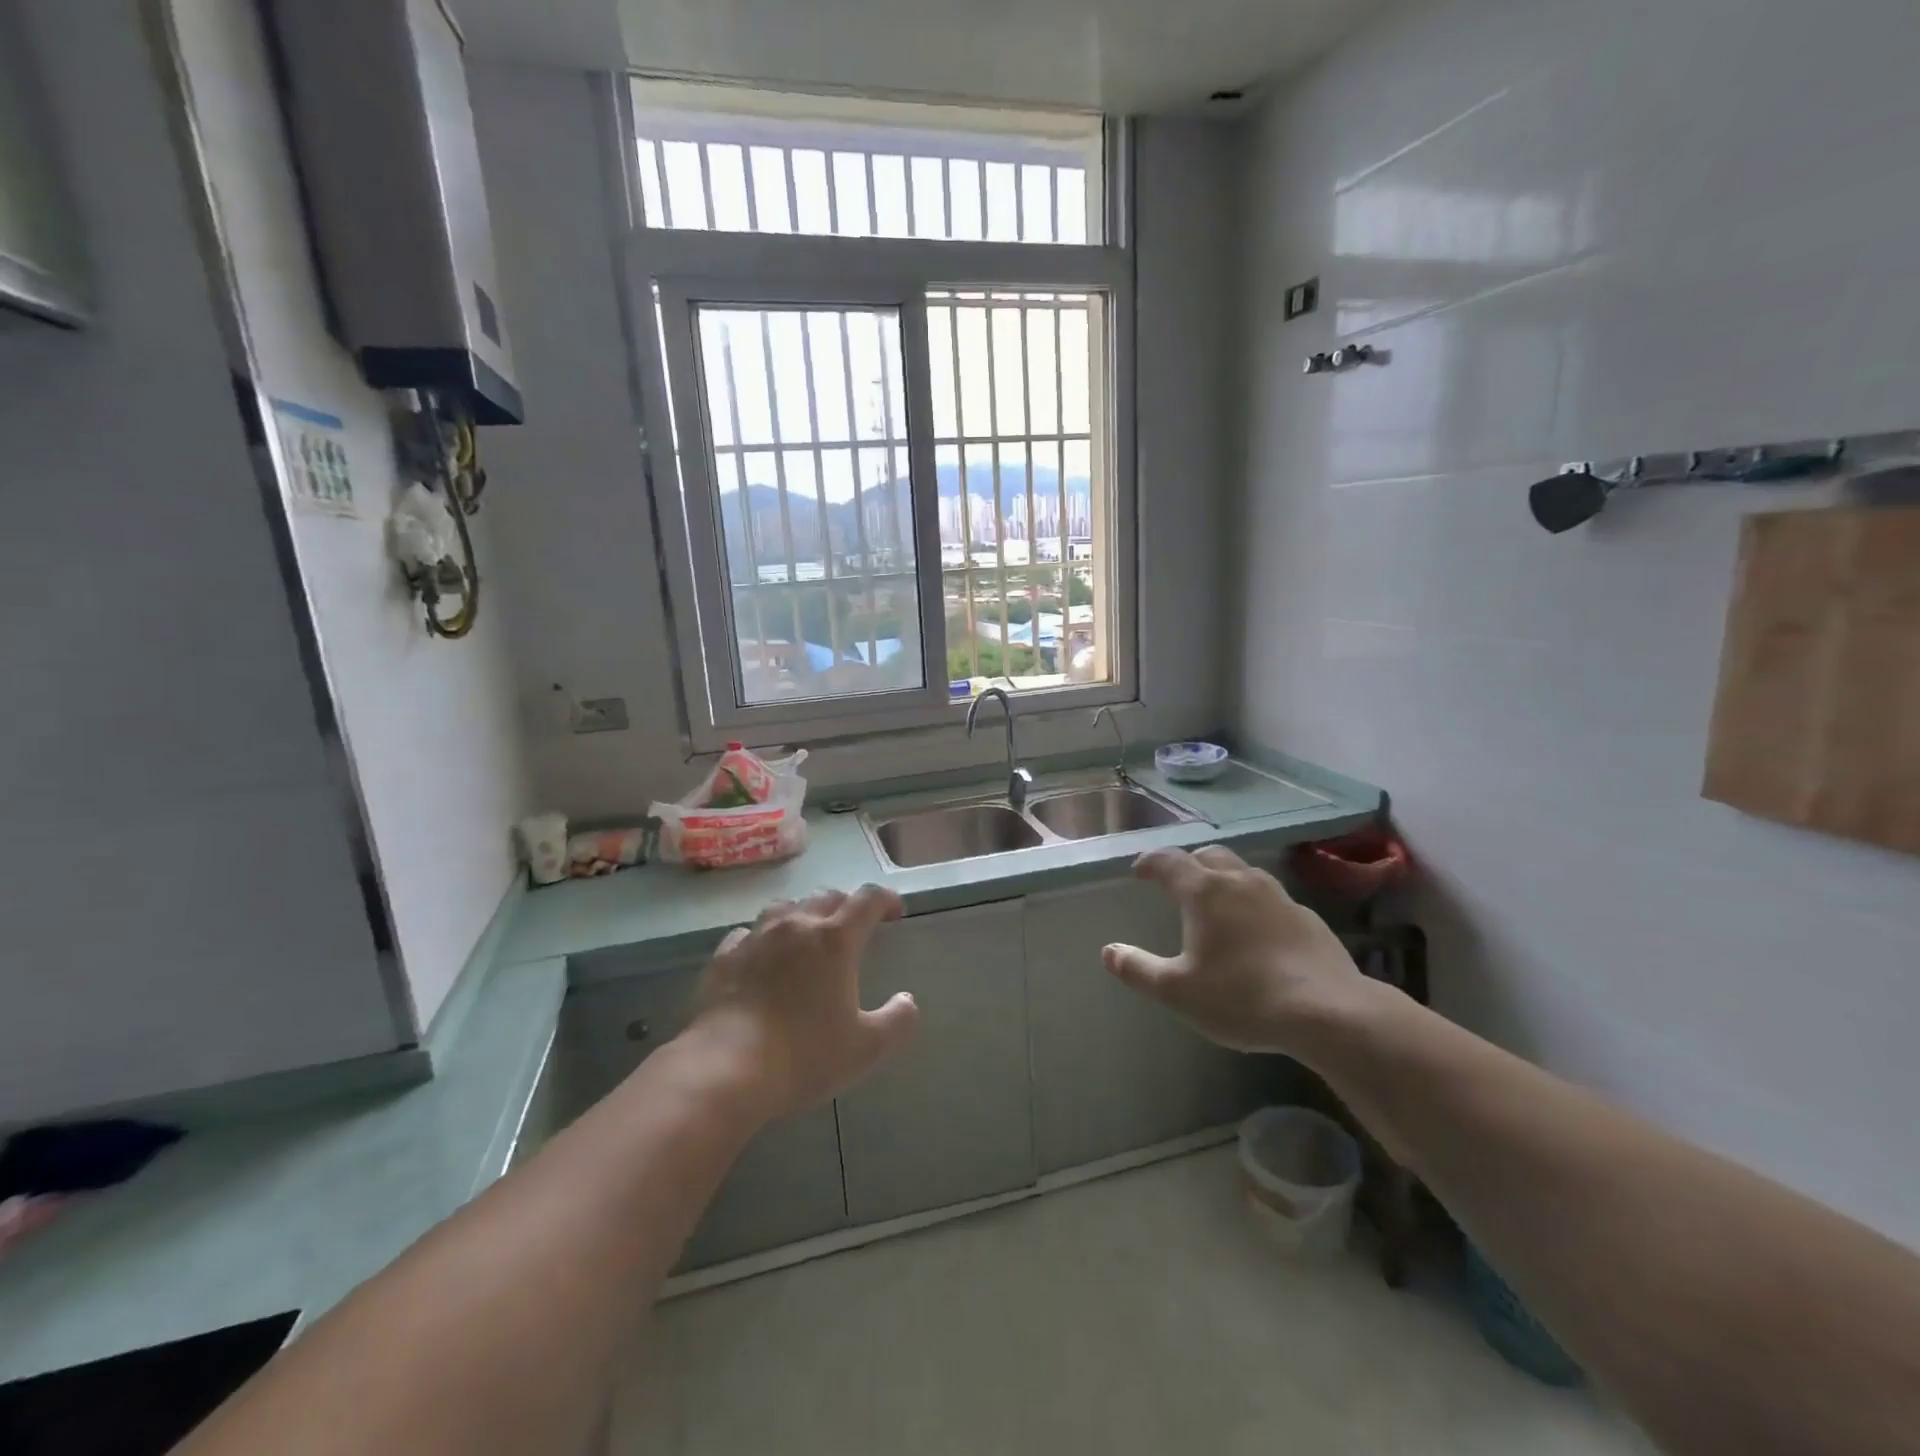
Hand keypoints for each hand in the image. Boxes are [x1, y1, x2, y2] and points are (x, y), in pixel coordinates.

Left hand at [685, 885, 919, 1120]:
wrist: (725, 1068)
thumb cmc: (804, 1055)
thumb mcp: (866, 1048)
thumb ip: (897, 1021)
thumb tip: (908, 1001)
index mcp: (835, 939)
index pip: (867, 899)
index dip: (886, 899)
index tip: (894, 911)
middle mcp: (796, 925)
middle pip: (826, 897)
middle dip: (846, 906)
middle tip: (853, 927)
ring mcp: (756, 937)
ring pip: (785, 907)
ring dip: (803, 914)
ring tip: (807, 933)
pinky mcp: (724, 957)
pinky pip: (748, 933)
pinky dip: (762, 938)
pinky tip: (761, 956)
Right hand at [1101, 846, 1370, 1058]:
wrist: (1328, 1012)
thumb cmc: (1242, 997)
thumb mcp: (1178, 991)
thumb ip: (1138, 969)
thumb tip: (1109, 952)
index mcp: (1204, 892)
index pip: (1168, 861)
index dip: (1149, 862)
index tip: (1138, 872)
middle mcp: (1240, 882)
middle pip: (1209, 855)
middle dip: (1188, 863)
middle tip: (1177, 882)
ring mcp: (1278, 896)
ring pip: (1243, 871)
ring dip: (1223, 878)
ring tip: (1216, 902)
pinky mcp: (1307, 916)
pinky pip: (1270, 897)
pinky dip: (1253, 903)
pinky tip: (1257, 931)